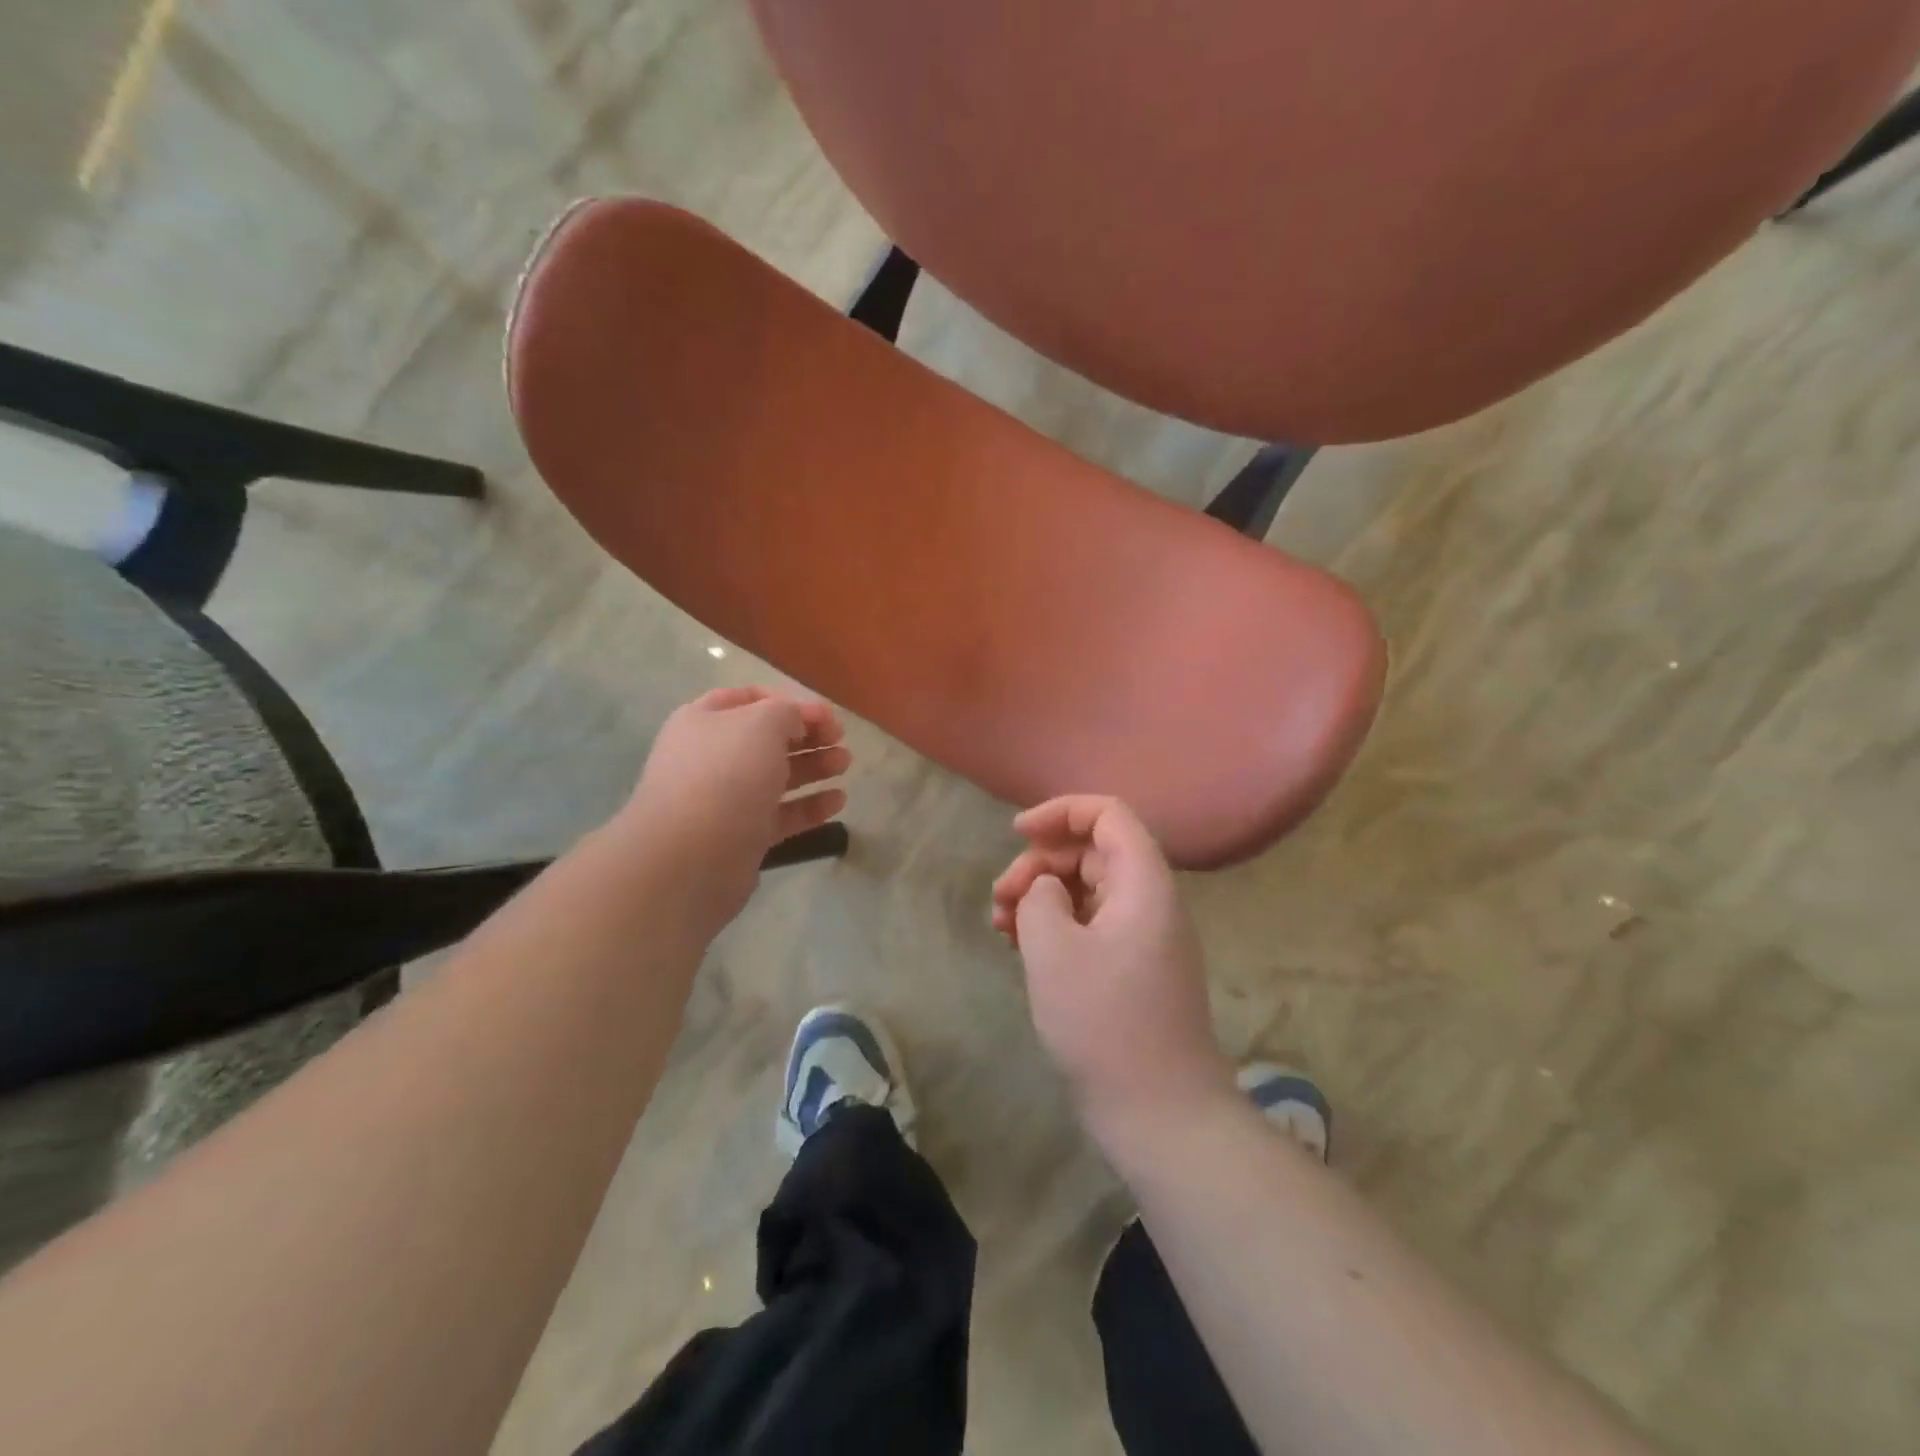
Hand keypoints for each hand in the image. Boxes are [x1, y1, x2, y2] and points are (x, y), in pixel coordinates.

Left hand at [622, 686, 848, 939]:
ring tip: (844, 764)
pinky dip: (809, 806)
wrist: (690, 857)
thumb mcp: (762, 724)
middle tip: (841, 740)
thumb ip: (788, 712)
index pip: (751, 699)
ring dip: (813, 767)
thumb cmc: (726, 775)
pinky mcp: (742, 836)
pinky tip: (838, 801)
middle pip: (767, 739)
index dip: (791, 702)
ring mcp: (726, 799)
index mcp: (705, 721)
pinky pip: (781, 814)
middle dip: (807, 735)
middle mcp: (712, 757)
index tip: (827, 716)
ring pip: (776, 776)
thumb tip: (797, 723)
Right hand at [991, 796, 1234, 1142]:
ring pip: (1087, 890)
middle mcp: (1150, 901)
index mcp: (1144, 883)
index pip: (1108, 814)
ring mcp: (1143, 938)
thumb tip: (1047, 889)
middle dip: (1039, 864)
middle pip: (1092, 852)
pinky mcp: (1132, 971)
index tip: (1017, 833)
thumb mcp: (1054, 949)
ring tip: (1001, 926)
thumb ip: (1039, 897)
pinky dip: (1055, 927)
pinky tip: (1021, 948)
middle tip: (1000, 899)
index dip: (1061, 812)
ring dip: (1042, 896)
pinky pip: (1091, 926)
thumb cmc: (1105, 1022)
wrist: (1161, 1113)